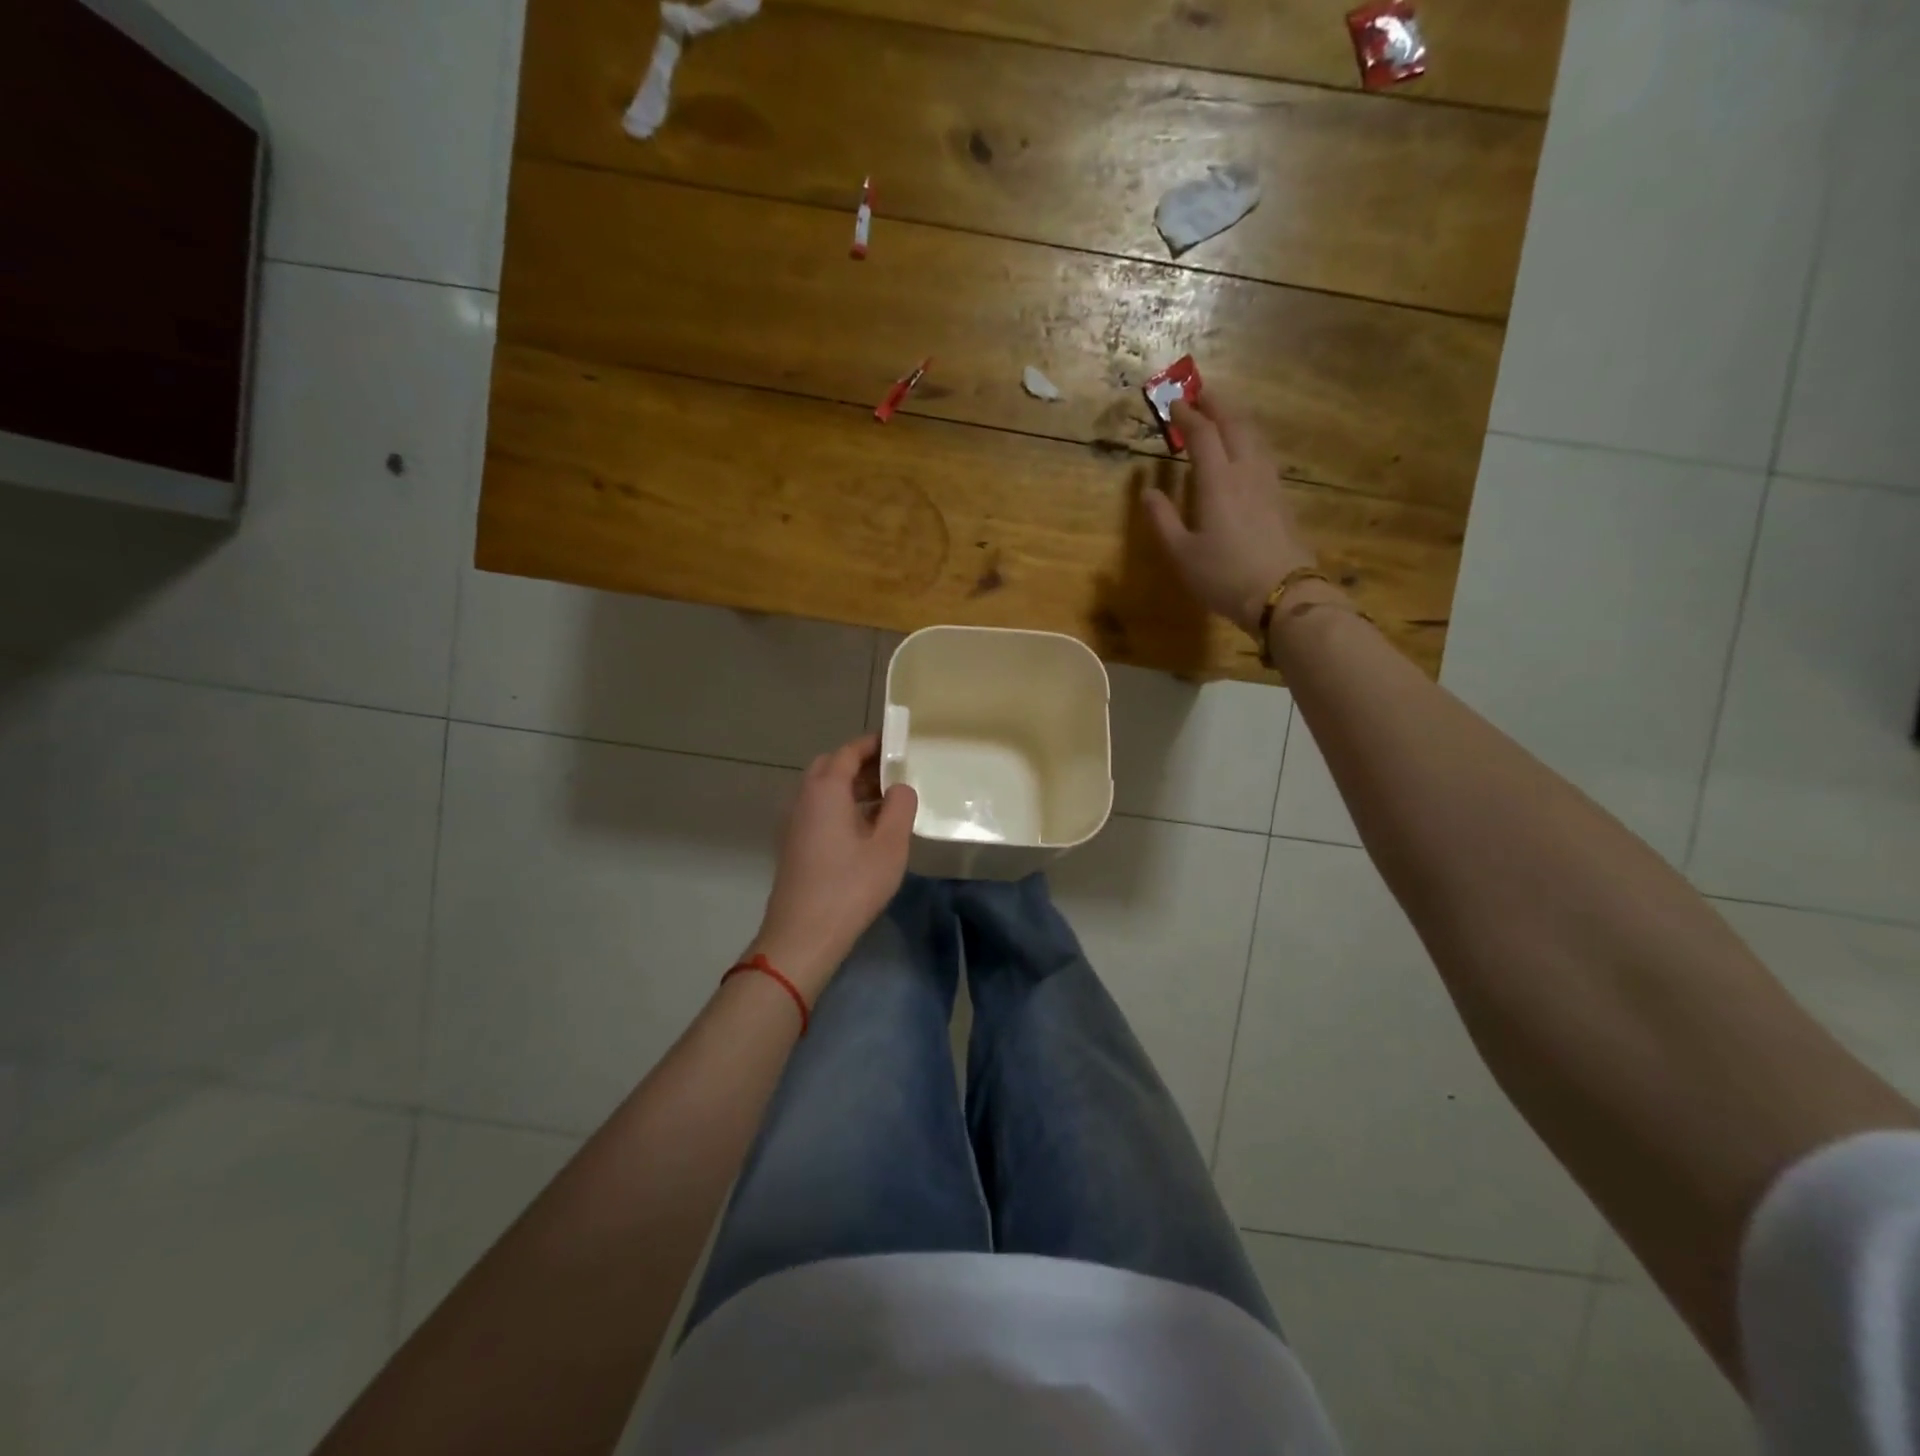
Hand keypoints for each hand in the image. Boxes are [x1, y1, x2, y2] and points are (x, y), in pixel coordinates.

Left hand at [748, 734, 917, 999]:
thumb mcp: (889, 846)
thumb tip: (900, 787)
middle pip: (830, 767)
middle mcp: (804, 798)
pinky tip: (865, 829)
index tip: (897, 742)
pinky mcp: (793, 844)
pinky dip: (840, 806)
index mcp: (825, 790)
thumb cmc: (850, 887)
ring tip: (886, 801)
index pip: (848, 752)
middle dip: (861, 764)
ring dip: (851, 787)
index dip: (872, 744)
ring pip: (822, 790)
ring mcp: (794, 822)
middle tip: (893, 773)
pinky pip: (818, 810)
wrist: (802, 935)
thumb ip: (900, 807)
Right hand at [1142, 393, 1318, 633]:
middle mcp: (1245, 472)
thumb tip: (1147, 491)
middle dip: (1217, 404)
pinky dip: (1250, 440)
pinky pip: (1263, 454)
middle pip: (1235, 424)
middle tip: (1202, 393)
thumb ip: (1162, 519)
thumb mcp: (1182, 553)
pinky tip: (1246, 450)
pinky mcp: (1281, 498)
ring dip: (1237, 419)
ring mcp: (1268, 483)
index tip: (1174, 404)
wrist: (1280, 594)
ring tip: (1224, 414)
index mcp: (1217, 481)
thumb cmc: (1223, 576)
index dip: (1187, 415)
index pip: (1202, 434)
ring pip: (1254, 437)